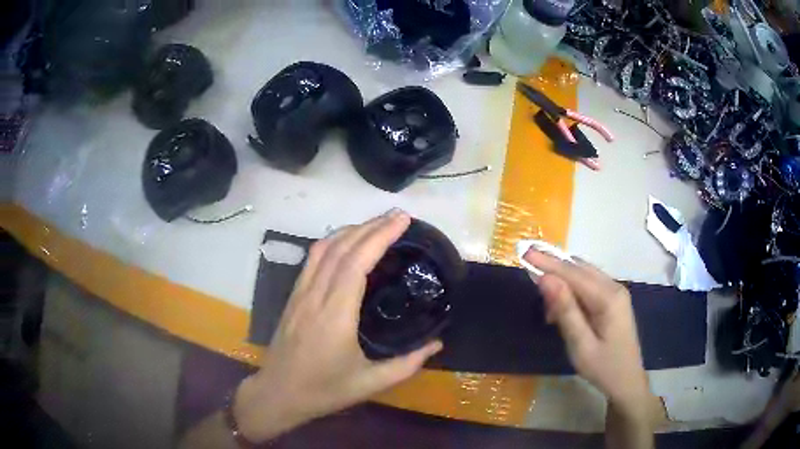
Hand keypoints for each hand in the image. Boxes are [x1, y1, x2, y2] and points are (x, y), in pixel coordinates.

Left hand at [234, 209, 442, 442]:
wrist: (278, 394)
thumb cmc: (324, 390)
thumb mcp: (371, 383)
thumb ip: (408, 364)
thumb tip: (438, 344)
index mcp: (335, 314)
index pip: (357, 262)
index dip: (380, 236)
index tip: (402, 220)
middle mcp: (315, 295)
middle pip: (341, 248)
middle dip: (371, 226)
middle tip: (398, 216)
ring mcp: (300, 293)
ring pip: (323, 249)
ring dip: (350, 230)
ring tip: (376, 224)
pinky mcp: (293, 297)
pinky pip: (312, 259)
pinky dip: (332, 242)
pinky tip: (346, 244)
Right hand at [523, 250, 649, 412]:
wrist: (627, 381)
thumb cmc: (603, 368)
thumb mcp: (581, 345)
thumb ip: (566, 311)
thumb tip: (546, 280)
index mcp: (609, 298)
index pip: (574, 274)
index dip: (549, 263)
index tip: (525, 252)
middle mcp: (614, 287)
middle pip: (580, 269)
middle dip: (554, 267)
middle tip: (528, 266)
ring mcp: (616, 292)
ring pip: (584, 275)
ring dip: (562, 281)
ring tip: (545, 304)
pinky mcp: (613, 300)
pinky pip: (589, 285)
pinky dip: (572, 290)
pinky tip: (561, 308)